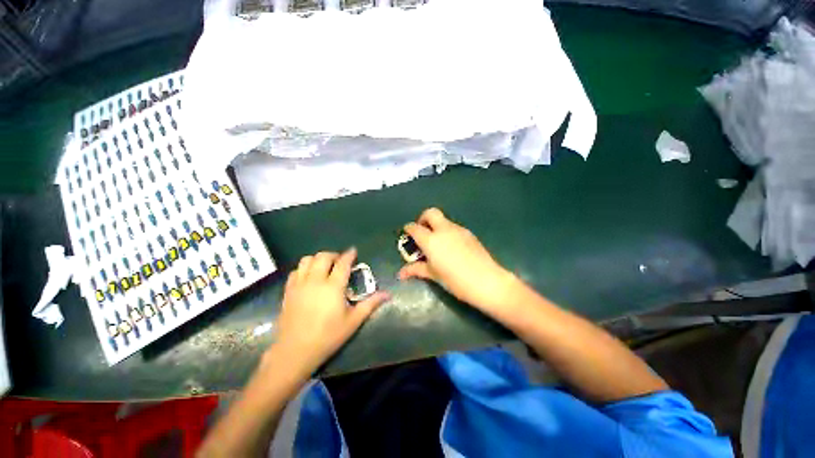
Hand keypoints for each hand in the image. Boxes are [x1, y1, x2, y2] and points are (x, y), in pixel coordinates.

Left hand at [273, 248, 388, 374]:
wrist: (295, 352)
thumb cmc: (328, 336)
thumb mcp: (353, 321)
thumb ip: (370, 304)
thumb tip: (387, 294)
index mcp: (333, 287)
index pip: (342, 263)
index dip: (349, 255)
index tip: (353, 251)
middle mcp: (315, 281)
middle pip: (323, 256)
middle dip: (334, 255)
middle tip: (340, 262)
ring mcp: (299, 285)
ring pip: (307, 260)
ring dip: (317, 259)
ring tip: (324, 267)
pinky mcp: (288, 291)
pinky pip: (295, 271)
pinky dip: (304, 269)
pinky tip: (309, 277)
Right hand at [398, 208, 517, 312]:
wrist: (487, 281)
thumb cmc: (455, 280)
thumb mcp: (434, 275)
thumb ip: (416, 270)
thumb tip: (401, 273)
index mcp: (431, 240)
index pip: (415, 228)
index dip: (409, 229)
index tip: (407, 233)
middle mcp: (444, 230)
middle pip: (430, 213)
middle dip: (423, 218)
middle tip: (422, 232)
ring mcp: (458, 230)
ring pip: (444, 220)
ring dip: (436, 226)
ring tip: (437, 243)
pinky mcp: (469, 234)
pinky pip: (454, 228)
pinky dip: (448, 232)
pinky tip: (451, 247)